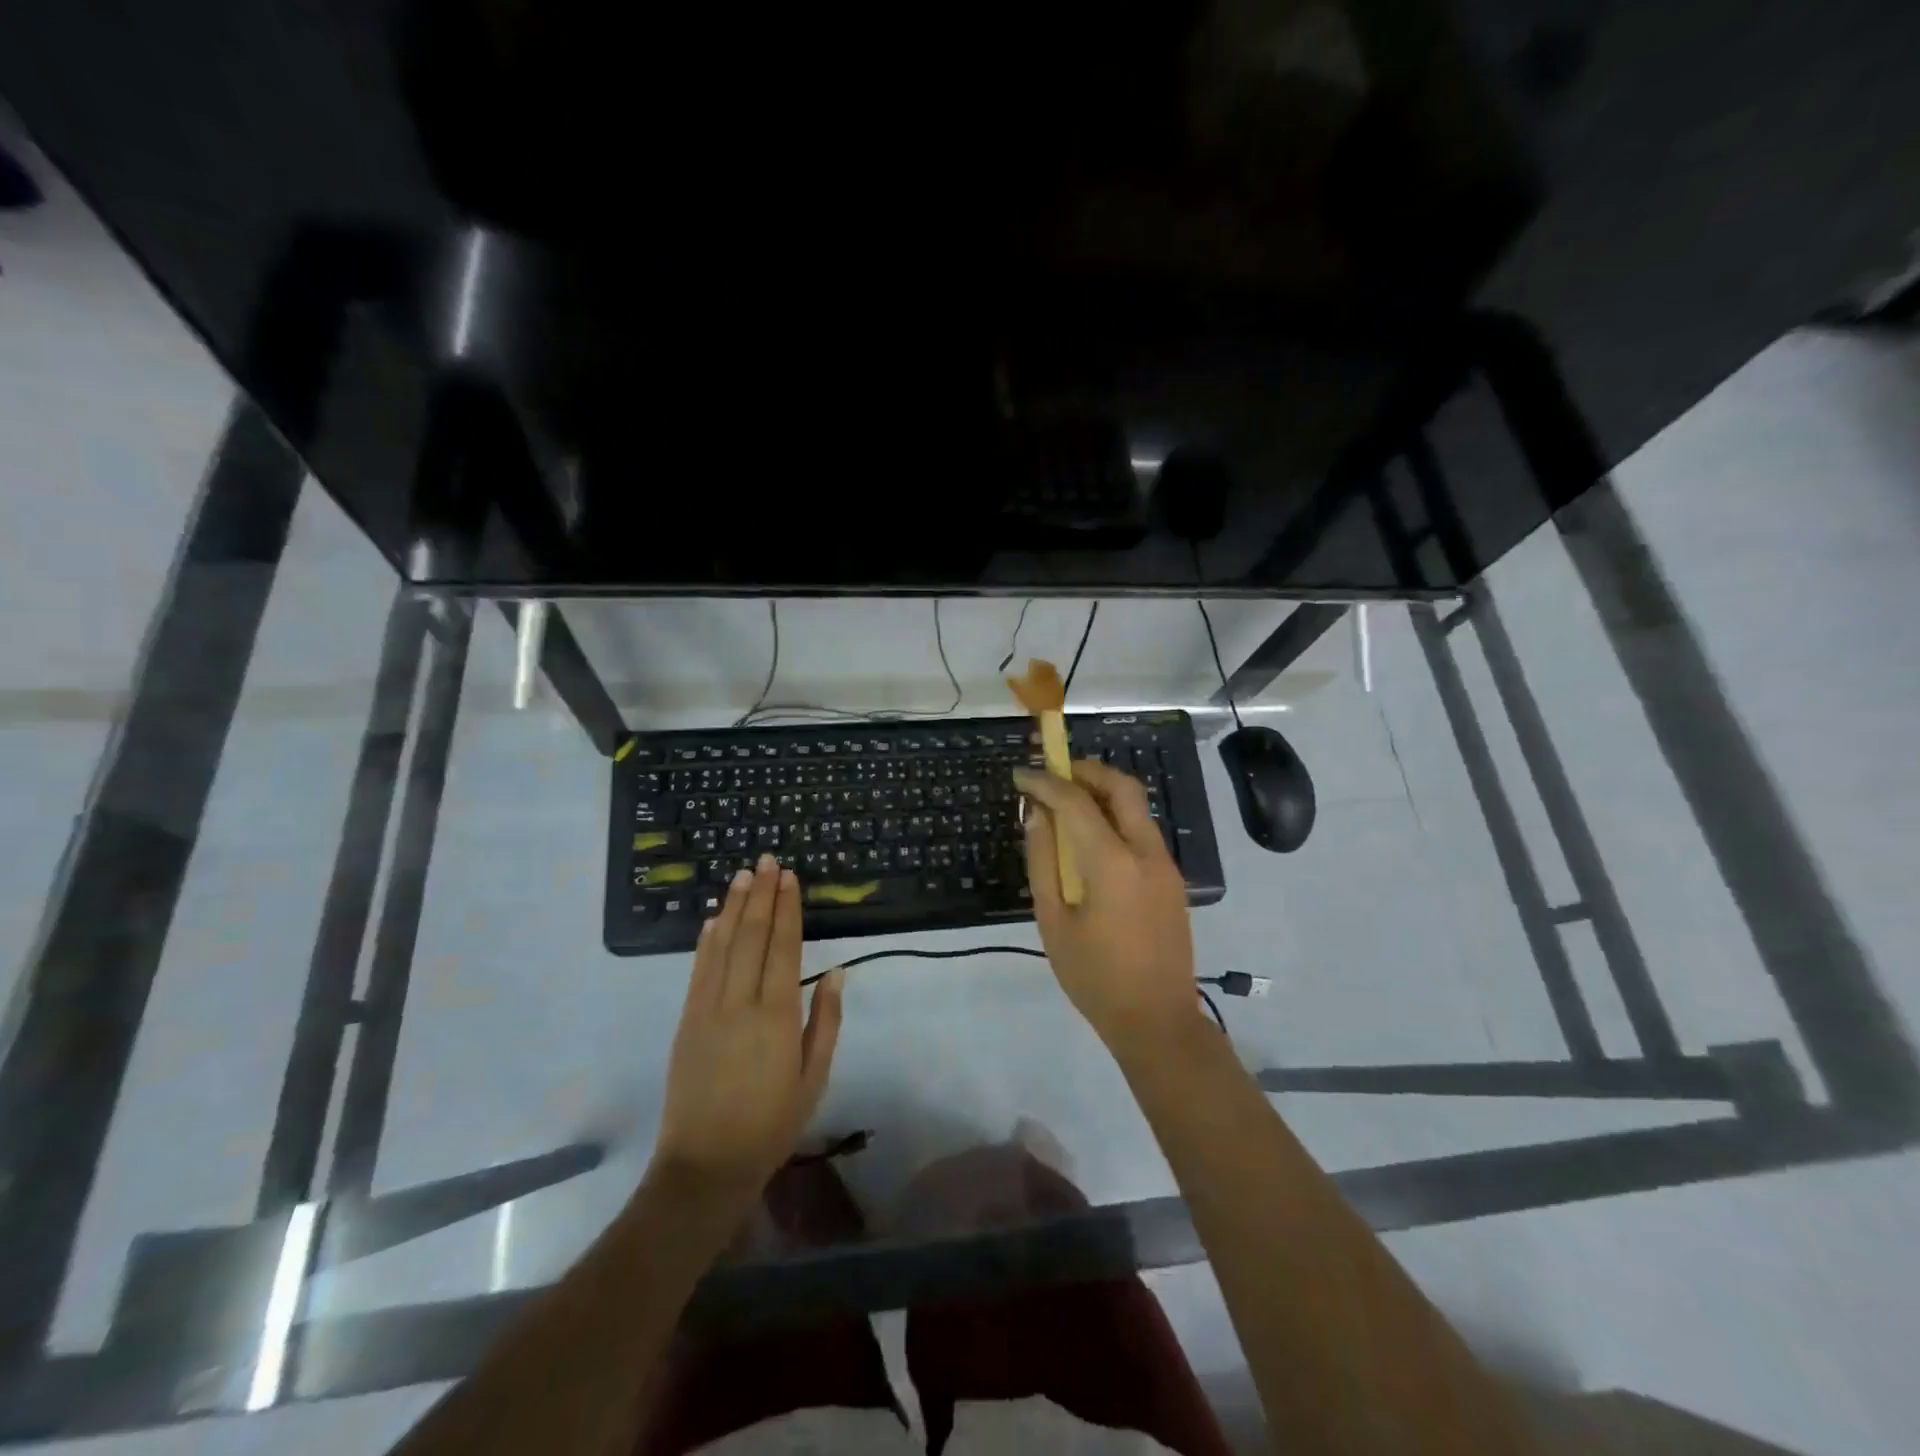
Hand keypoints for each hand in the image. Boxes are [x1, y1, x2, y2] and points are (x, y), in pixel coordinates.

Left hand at [651, 856, 844, 1207]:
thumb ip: (825, 1021)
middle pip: (752, 936)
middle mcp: (740, 1002)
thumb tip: (835, 972)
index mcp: (777, 1015)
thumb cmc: (772, 1124)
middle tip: (767, 861)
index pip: (783, 947)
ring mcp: (707, 1009)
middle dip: (761, 895)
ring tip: (743, 875)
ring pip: (722, 945)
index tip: (789, 878)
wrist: (706, 1165)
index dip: (786, 909)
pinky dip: (706, 940)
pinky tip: (712, 919)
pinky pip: (698, 970)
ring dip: (733, 907)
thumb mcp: (814, 1078)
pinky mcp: (686, 1021)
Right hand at [1015, 760, 1199, 1053]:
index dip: (1046, 782)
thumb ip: (1043, 861)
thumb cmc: (1095, 977)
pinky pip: (1142, 830)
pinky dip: (1115, 817)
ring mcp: (1166, 864)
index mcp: (1113, 864)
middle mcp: (1146, 852)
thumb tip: (1036, 815)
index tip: (1021, 775)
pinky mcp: (1172, 878)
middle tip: (1053, 774)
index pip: (1077, 802)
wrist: (1157, 1021)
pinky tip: (1090, 837)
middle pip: (1122, 787)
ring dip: (1102, 792)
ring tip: (1066, 802)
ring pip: (1136, 806)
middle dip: (1086, 770)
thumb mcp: (1053, 921)